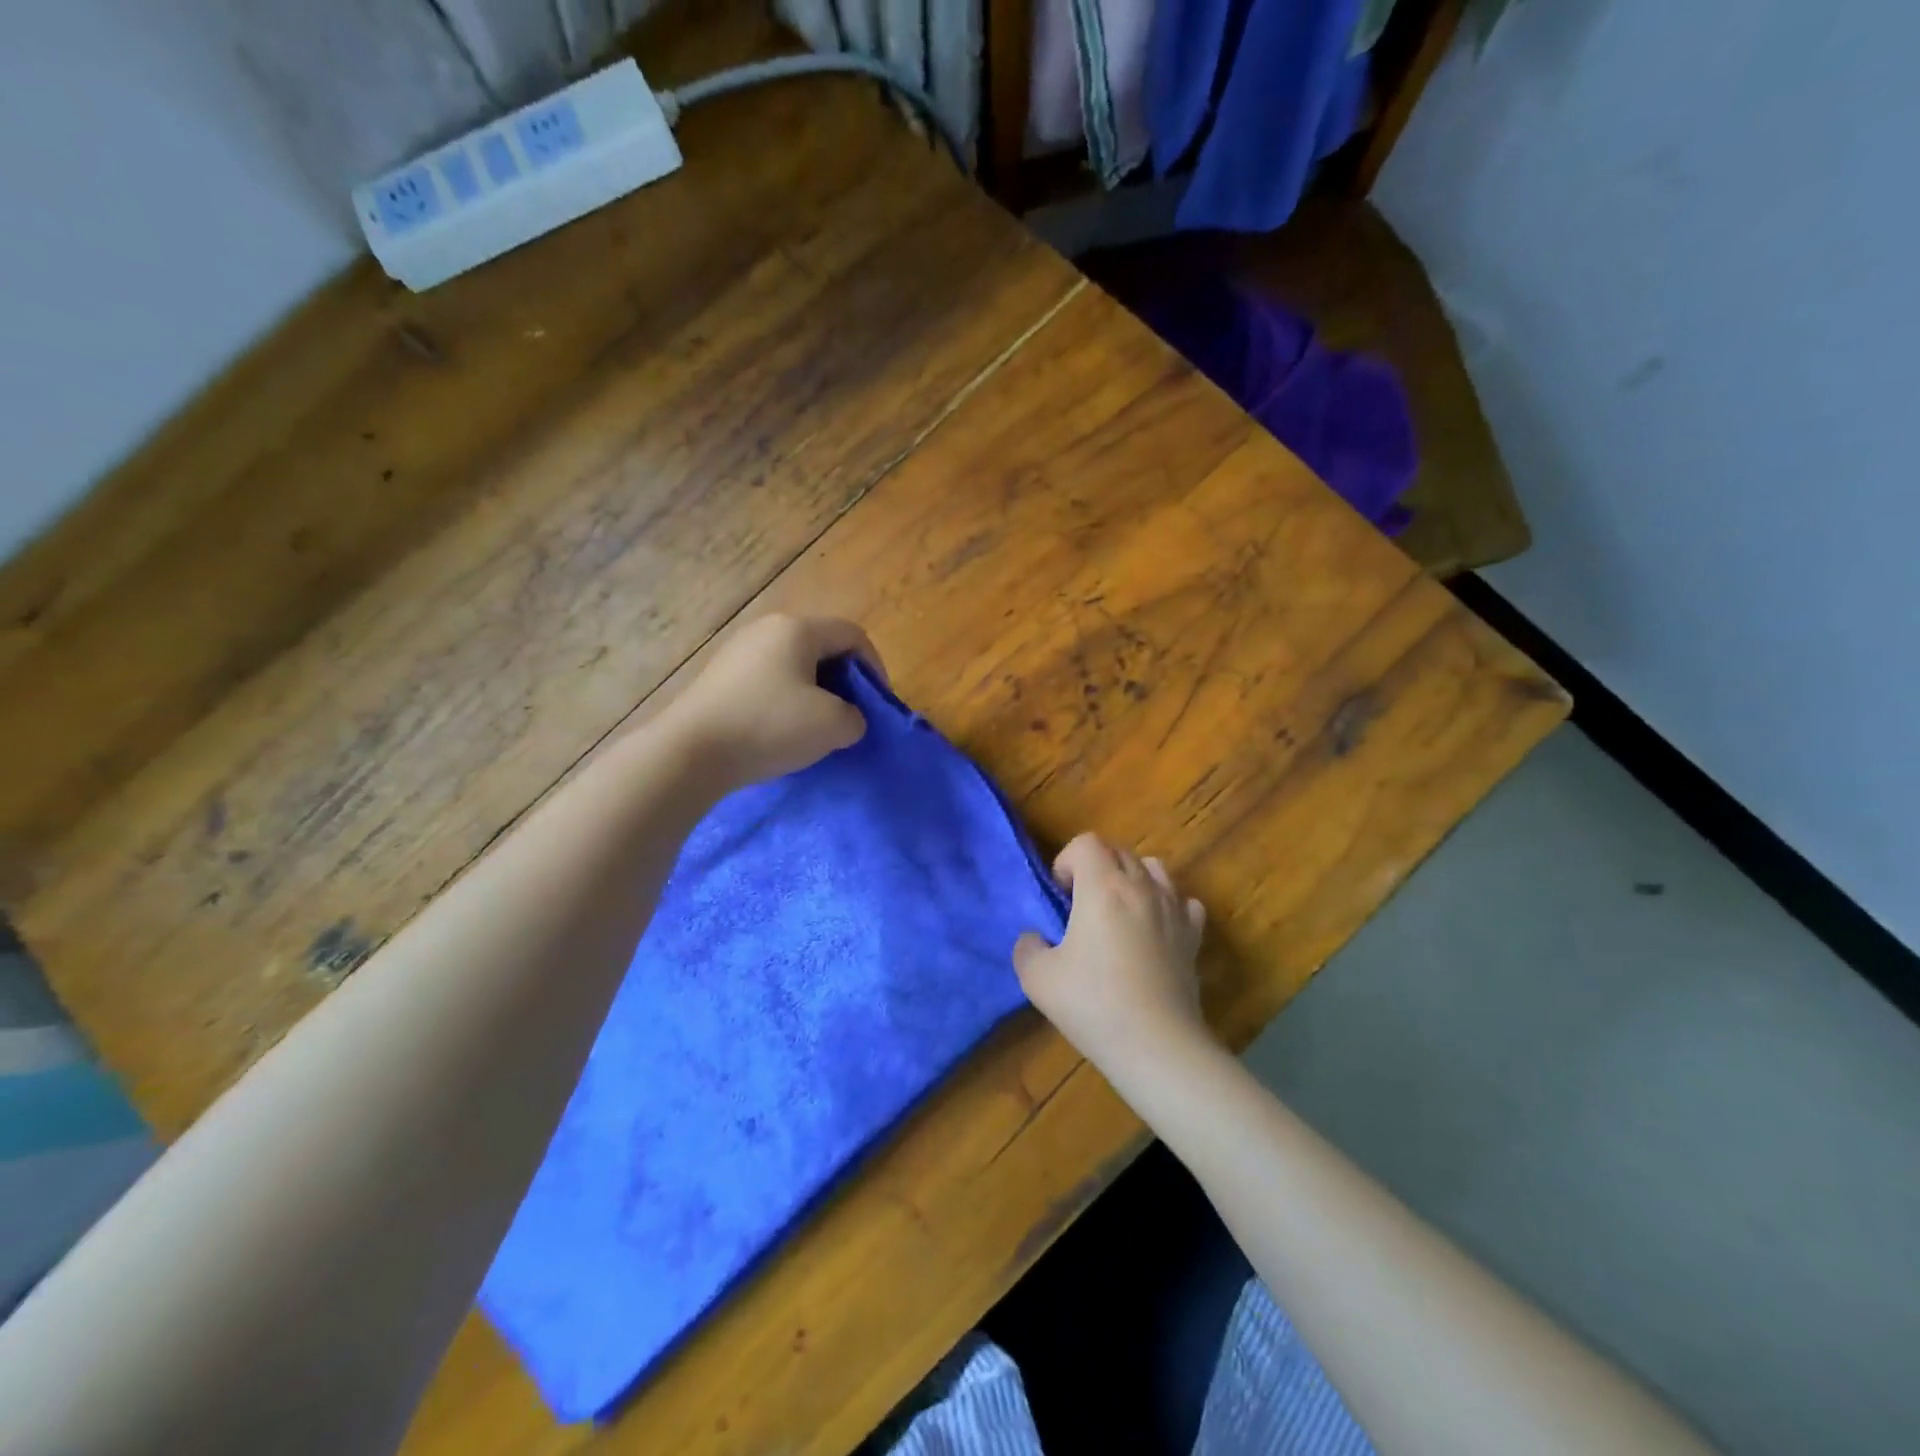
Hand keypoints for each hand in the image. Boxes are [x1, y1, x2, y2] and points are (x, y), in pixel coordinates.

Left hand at [663, 614, 883, 788]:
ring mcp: (738, 652)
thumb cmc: (769, 727)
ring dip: (815, 692)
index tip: (876, 704)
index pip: (852, 635)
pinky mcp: (719, 677)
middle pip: (822, 646)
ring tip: (818, 727)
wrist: (690, 753)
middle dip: (844, 680)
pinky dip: (786, 701)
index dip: (875, 667)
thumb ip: (856, 718)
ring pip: (794, 665)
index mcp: (798, 629)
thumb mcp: (832, 726)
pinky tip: (781, 731)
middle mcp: (766, 629)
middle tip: (851, 715)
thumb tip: (846, 718)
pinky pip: (768, 680)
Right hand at [1013, 833, 1209, 1071]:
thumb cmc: (1093, 1004)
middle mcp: (1142, 886)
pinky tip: (1155, 931)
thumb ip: (1026, 948)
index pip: (1087, 843)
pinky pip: (1183, 901)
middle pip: (1119, 851)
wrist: (1157, 1045)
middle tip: (1081, 904)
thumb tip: (1034, 939)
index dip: (1067, 860)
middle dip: (1096, 867)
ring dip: (1132, 879)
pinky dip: (1167, 905)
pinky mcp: (1194, 935)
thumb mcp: (1037, 979)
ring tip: (1119, 911)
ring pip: (1154, 868)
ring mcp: (1174, 909)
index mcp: (1103, 887)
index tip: (1060, 894)